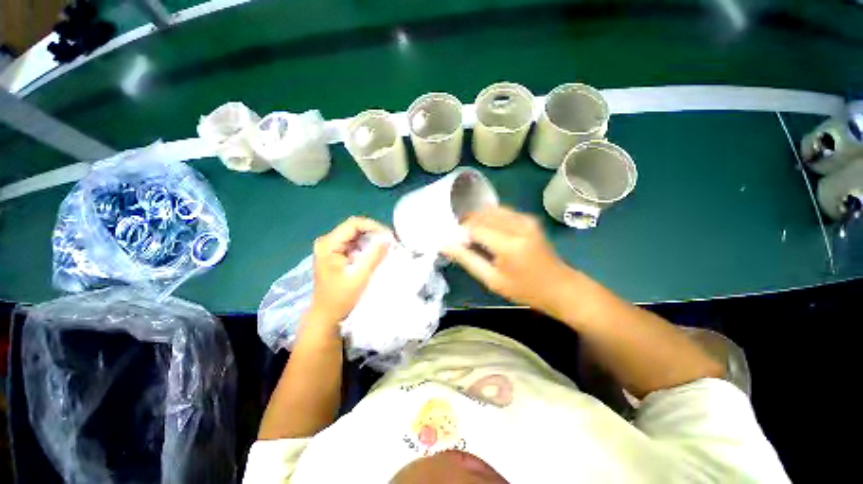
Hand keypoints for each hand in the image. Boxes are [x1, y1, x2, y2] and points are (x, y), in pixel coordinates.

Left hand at [305, 217, 391, 331]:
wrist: (327, 315)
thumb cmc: (340, 298)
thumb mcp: (359, 277)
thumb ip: (374, 256)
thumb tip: (388, 239)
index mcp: (328, 244)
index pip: (354, 224)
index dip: (374, 226)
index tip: (389, 236)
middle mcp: (328, 241)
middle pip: (355, 227)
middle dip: (375, 232)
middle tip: (391, 241)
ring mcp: (332, 247)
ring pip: (357, 234)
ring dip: (373, 239)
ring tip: (387, 246)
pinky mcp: (338, 253)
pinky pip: (356, 243)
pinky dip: (368, 246)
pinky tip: (378, 252)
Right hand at [442, 207, 575, 315]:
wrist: (560, 287)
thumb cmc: (525, 289)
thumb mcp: (492, 279)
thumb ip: (467, 259)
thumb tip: (445, 244)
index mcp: (509, 244)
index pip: (474, 227)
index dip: (460, 233)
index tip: (455, 243)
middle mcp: (518, 225)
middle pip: (481, 215)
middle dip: (467, 224)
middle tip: (462, 240)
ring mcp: (526, 219)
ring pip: (490, 210)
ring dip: (477, 220)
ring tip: (473, 237)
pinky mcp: (529, 218)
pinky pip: (501, 212)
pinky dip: (489, 219)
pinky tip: (488, 233)